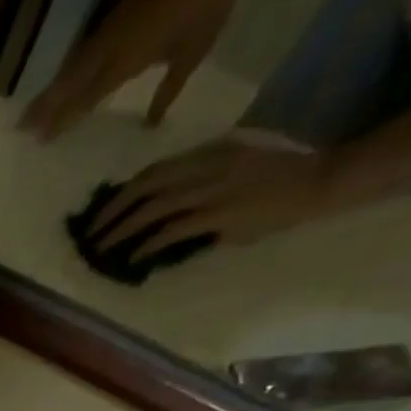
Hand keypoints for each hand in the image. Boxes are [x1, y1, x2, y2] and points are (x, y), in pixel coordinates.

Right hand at [22, 0, 259, 139]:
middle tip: (19, 129)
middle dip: (44, 106)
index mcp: (126, 60)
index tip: (41, 140)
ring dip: (50, 91)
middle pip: (69, 83)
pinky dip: (66, 73)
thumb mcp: (192, 55)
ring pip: (71, 68)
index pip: (85, 98)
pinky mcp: (114, 21)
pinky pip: (82, 53)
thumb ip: (167, 91)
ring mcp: (110, 32)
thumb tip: (150, 124)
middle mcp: (110, 48)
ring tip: (30, 112)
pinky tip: (59, 84)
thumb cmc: (207, 9)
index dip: (62, 120)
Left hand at [87, 139, 345, 260]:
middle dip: (112, 210)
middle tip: (90, 232)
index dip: (125, 191)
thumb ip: (198, 184)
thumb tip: (161, 213)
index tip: (105, 210)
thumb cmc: (277, 180)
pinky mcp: (219, 215)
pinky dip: (148, 244)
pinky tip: (133, 257)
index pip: (156, 170)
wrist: (320, 180)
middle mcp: (208, 166)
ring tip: (101, 249)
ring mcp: (213, 190)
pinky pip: (173, 230)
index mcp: (210, 153)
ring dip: (122, 230)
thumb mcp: (234, 169)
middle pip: (146, 185)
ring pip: (153, 208)